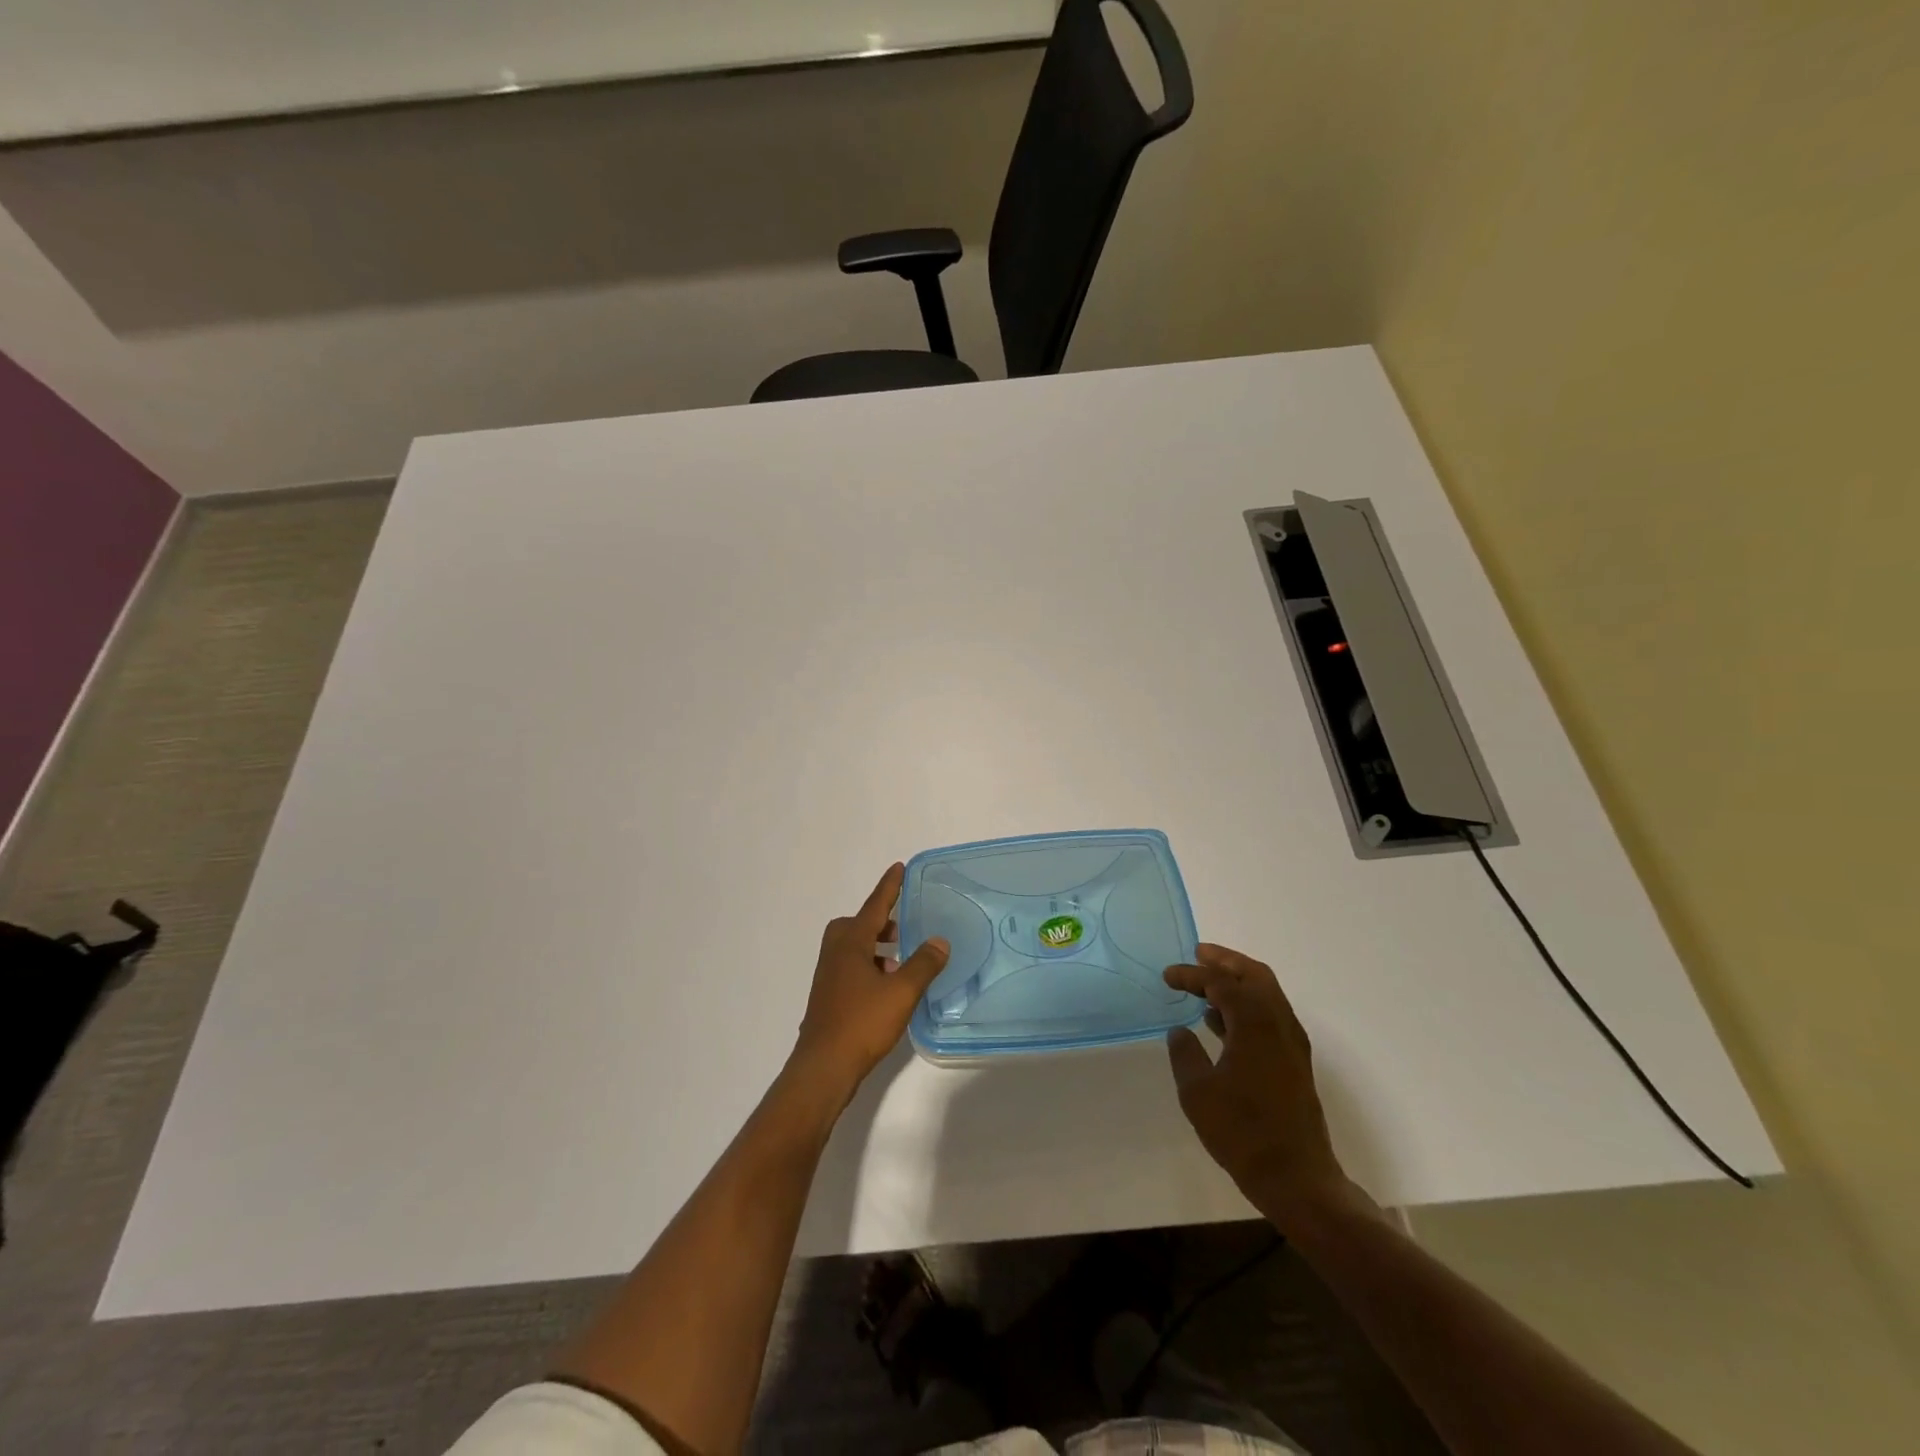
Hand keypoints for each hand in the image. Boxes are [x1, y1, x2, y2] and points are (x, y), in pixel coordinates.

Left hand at [790, 863, 948, 1106]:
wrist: (823, 1067)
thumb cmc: (862, 1023)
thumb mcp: (901, 992)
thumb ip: (923, 964)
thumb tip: (940, 941)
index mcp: (851, 943)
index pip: (874, 906)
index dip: (889, 887)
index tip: (898, 867)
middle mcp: (836, 954)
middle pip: (857, 925)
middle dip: (879, 922)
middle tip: (902, 927)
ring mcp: (828, 977)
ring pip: (853, 949)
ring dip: (875, 948)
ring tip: (901, 961)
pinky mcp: (828, 998)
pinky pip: (851, 968)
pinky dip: (869, 967)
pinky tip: (887, 989)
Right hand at [1165, 944, 1350, 1228]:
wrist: (1297, 1179)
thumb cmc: (1242, 1132)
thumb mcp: (1198, 1093)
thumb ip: (1185, 1054)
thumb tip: (1179, 1031)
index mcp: (1256, 1023)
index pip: (1222, 983)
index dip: (1192, 974)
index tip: (1168, 976)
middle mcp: (1280, 1024)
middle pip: (1255, 976)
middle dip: (1226, 961)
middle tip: (1198, 954)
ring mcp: (1292, 1044)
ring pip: (1267, 994)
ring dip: (1238, 982)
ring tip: (1205, 984)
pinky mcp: (1294, 1063)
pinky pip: (1270, 1016)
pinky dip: (1246, 1005)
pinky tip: (1220, 1022)